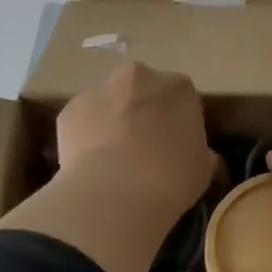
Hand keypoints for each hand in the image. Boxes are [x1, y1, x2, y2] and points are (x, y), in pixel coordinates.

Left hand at [55, 62, 212, 215]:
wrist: (115, 194)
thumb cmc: (171, 178)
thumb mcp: (203, 168)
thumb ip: (200, 151)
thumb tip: (197, 154)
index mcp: (178, 87)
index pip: (182, 97)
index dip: (179, 121)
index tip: (177, 145)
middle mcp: (137, 77)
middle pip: (142, 91)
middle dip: (144, 112)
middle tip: (147, 149)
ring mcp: (98, 90)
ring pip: (110, 104)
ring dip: (113, 122)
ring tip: (116, 162)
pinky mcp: (68, 111)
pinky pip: (83, 122)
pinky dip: (88, 138)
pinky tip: (93, 167)